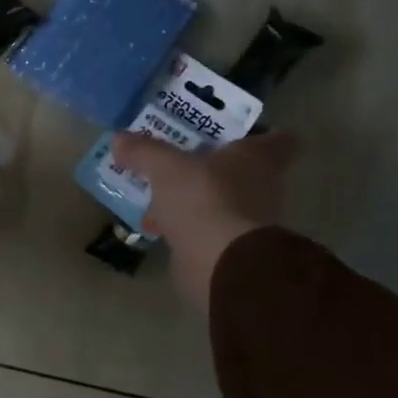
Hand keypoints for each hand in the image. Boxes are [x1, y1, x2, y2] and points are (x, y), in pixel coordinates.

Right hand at [108, 130, 298, 311]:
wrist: (219, 264)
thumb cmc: (204, 199)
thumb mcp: (166, 167)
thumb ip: (144, 151)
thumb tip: (119, 139)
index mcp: (259, 158)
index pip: (279, 139)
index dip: (260, 133)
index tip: (232, 132)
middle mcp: (263, 187)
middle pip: (244, 170)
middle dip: (215, 165)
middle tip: (182, 157)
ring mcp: (249, 221)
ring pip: (222, 200)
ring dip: (197, 197)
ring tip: (161, 192)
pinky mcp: (231, 249)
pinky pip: (206, 228)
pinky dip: (187, 226)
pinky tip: (158, 225)